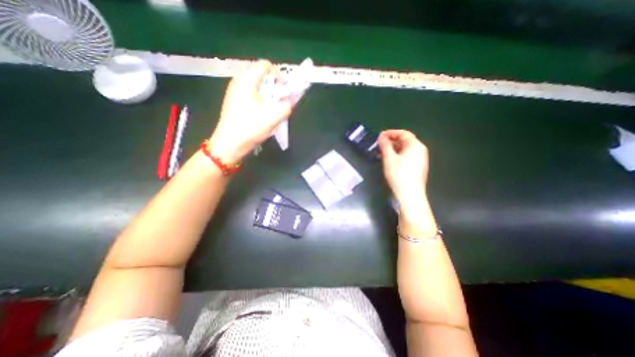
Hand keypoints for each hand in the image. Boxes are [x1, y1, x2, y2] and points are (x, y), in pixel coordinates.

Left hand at [210, 59, 295, 162]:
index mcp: (246, 81)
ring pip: (256, 86)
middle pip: (261, 75)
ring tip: (273, 108)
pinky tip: (263, 113)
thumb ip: (286, 106)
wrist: (229, 144)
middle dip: (274, 86)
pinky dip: (261, 99)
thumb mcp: (273, 117)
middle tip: (281, 100)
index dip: (278, 74)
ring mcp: (234, 92)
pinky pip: (251, 94)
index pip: (265, 65)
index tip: (285, 89)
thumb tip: (292, 100)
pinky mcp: (234, 102)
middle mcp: (238, 82)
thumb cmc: (250, 128)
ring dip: (268, 94)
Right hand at [379, 130, 428, 203]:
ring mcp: (420, 160)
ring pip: (404, 150)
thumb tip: (381, 136)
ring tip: (380, 154)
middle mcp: (420, 151)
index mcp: (415, 146)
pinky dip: (396, 156)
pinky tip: (388, 161)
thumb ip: (385, 145)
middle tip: (378, 145)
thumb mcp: (389, 158)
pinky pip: (406, 157)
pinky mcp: (417, 168)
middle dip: (390, 142)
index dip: (391, 133)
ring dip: (392, 149)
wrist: (409, 195)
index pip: (403, 133)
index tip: (379, 136)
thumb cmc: (399, 175)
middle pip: (404, 141)